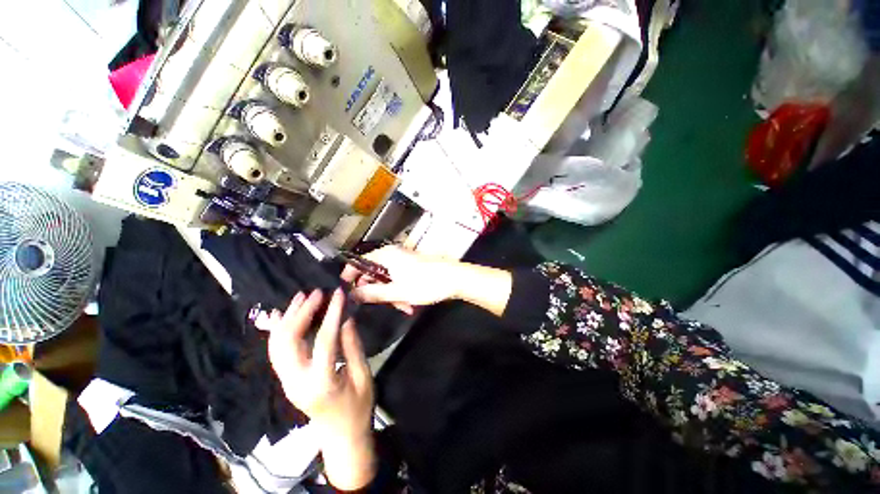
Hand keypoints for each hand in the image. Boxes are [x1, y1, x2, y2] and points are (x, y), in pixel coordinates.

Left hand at [257, 290, 374, 489]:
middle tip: (316, 293)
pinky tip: (284, 315)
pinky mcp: (285, 380)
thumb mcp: (363, 376)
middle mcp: (296, 381)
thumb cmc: (358, 407)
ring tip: (301, 297)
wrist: (340, 436)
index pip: (324, 341)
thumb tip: (346, 318)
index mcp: (322, 382)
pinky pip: (276, 351)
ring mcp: (287, 382)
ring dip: (287, 318)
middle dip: (300, 313)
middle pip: (288, 341)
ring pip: (277, 344)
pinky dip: (279, 330)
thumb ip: (353, 346)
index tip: (338, 294)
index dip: (332, 314)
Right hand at [341, 246, 461, 313]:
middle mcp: (393, 254)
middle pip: (374, 272)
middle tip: (386, 305)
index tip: (347, 293)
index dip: (350, 277)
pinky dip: (401, 290)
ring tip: (404, 307)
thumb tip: (351, 295)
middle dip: (378, 291)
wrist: (455, 278)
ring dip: (392, 294)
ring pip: (388, 278)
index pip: (359, 262)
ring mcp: (404, 260)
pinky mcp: (413, 266)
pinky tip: (410, 303)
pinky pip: (399, 278)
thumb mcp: (397, 292)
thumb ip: (373, 294)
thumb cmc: (426, 283)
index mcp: (386, 256)